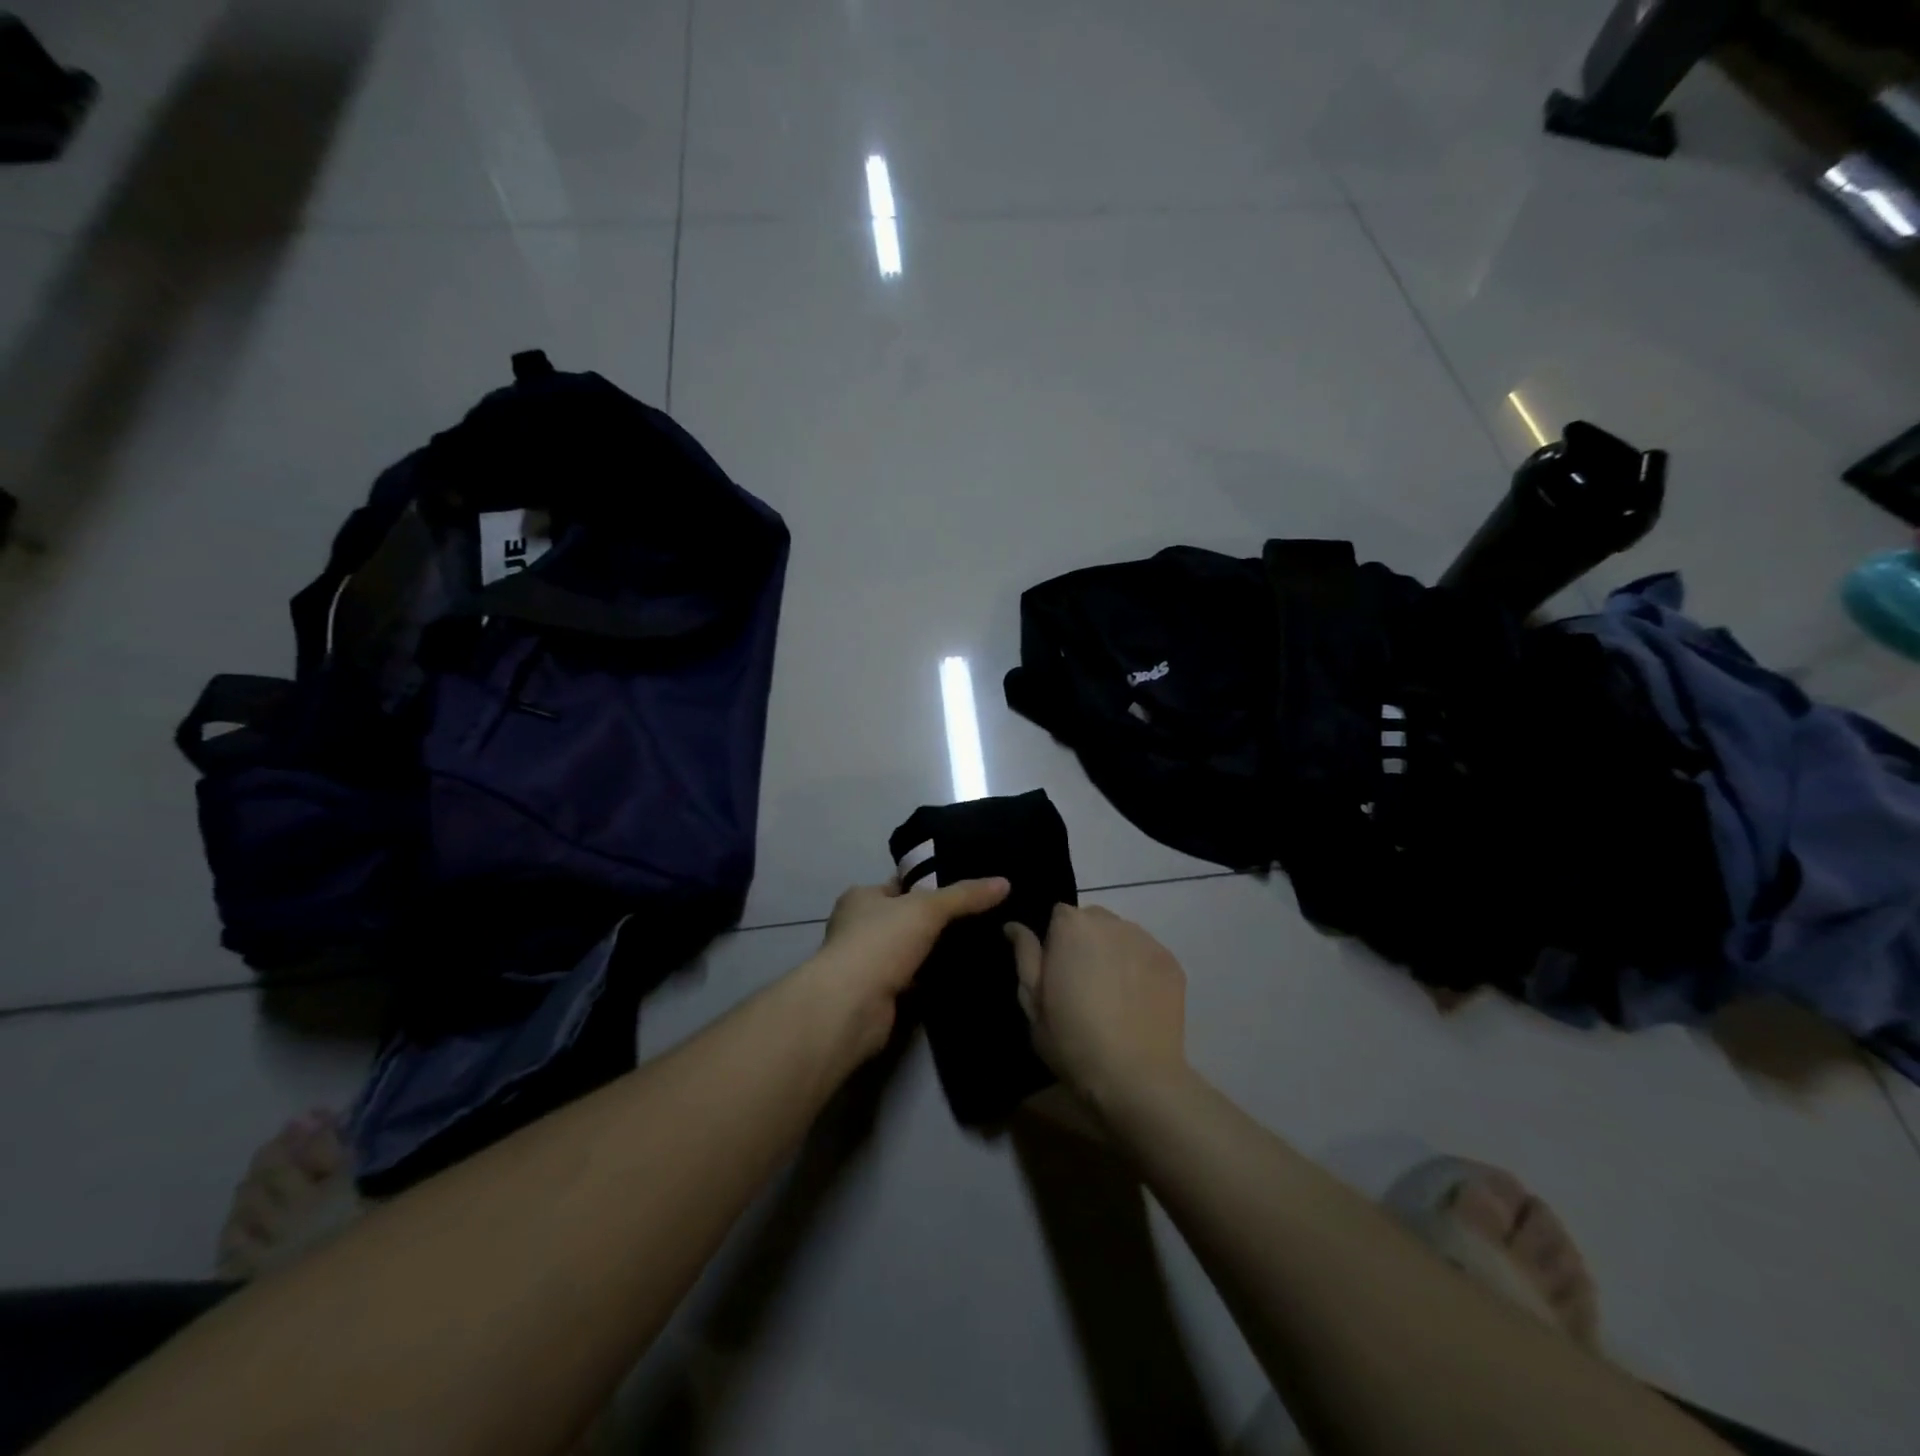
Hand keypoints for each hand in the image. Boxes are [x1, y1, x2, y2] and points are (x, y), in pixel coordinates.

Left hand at [802, 877, 1009, 1062]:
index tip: (965, 891)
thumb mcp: (928, 908)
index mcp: (861, 898)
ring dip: (935, 954)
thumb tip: (1005, 882)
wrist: (853, 1006)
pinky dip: (932, 981)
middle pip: (906, 920)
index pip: (900, 885)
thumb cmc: (881, 942)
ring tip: (978, 947)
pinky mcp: (879, 996)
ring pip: (910, 952)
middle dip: (936, 922)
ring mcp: (868, 964)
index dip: (930, 886)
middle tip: (980, 919)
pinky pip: (913, 982)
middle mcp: (859, 928)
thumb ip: (965, 895)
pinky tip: (961, 977)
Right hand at [1005, 905, 1187, 1107]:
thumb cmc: (1072, 1040)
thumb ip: (1025, 956)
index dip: (1055, 942)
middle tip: (1083, 985)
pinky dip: (1139, 969)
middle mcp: (1111, 922)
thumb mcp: (1033, 1001)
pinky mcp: (1172, 962)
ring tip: (1113, 995)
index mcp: (1072, 926)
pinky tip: (1136, 1003)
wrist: (1136, 1077)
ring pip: (1121, 936)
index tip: (1056, 973)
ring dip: (1113, 953)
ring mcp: (1146, 940)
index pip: (1059, 915)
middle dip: (1085, 943)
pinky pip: (1146, 955)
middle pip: (1092, 921)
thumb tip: (1015, 926)